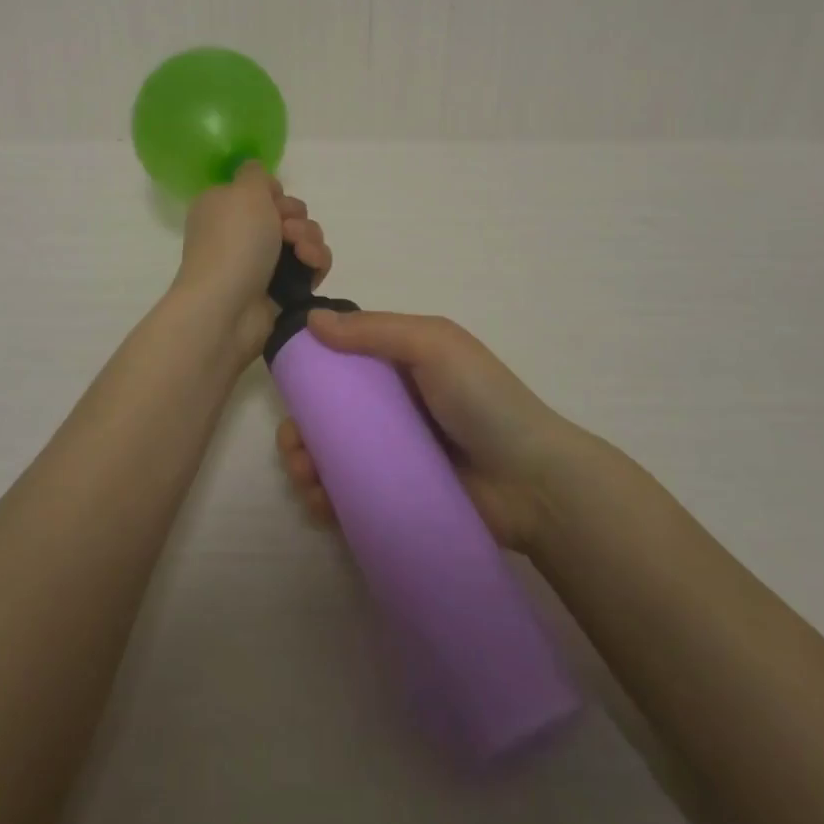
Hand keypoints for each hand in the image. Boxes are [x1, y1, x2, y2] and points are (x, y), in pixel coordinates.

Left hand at [173, 161, 330, 373]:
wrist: (228, 307)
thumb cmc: (234, 242)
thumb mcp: (244, 190)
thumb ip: (255, 173)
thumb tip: (259, 177)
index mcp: (224, 207)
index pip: (261, 191)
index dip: (275, 193)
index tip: (274, 200)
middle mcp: (241, 233)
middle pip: (287, 213)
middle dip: (296, 217)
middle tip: (287, 230)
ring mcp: (261, 262)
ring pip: (304, 238)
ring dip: (310, 238)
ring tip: (301, 252)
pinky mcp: (282, 288)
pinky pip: (311, 265)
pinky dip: (315, 262)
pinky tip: (310, 266)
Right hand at [276, 311, 583, 552]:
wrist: (534, 482)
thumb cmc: (483, 400)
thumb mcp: (433, 345)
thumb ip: (375, 330)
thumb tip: (312, 321)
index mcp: (401, 364)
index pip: (345, 362)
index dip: (313, 371)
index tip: (289, 386)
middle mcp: (394, 407)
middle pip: (332, 414)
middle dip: (302, 427)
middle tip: (294, 446)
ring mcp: (395, 454)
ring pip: (335, 457)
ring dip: (306, 464)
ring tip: (305, 477)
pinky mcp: (398, 496)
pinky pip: (352, 495)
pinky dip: (326, 498)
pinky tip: (318, 502)